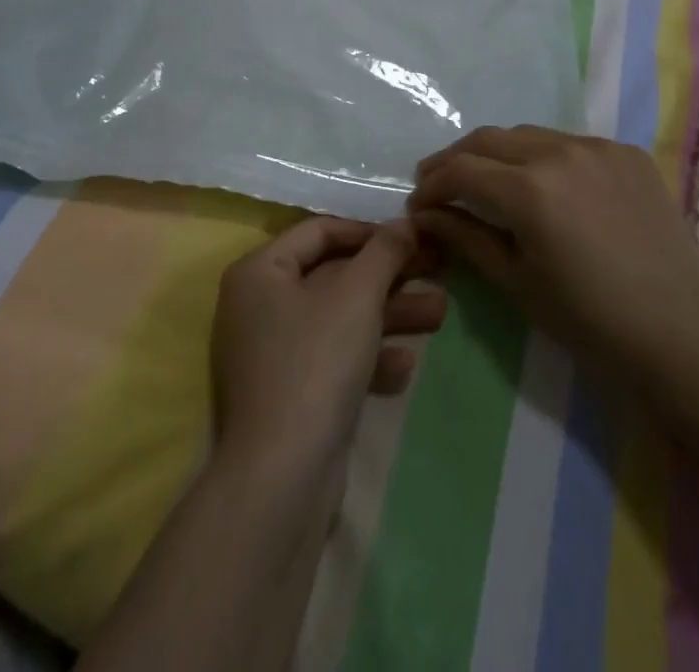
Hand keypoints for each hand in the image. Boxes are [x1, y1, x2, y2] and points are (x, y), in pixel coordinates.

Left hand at [211, 217, 446, 472]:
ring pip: (340, 319)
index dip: (369, 231)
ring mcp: (272, 353)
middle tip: (437, 270)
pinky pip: (333, 359)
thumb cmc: (316, 361)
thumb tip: (405, 222)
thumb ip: (384, 251)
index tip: (412, 237)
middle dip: (389, 276)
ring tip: (439, 313)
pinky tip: (405, 365)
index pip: (320, 231)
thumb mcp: (357, 294)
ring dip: (389, 315)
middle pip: (334, 276)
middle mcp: (259, 305)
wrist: (283, 475)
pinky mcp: (290, 394)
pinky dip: (368, 357)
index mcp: (260, 271)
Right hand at [408, 126, 698, 397]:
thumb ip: (466, 238)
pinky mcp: (627, 154)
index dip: (431, 185)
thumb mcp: (517, 281)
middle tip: (439, 184)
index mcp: (529, 188)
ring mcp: (598, 147)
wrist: (683, 333)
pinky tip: (545, 184)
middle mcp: (560, 152)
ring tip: (487, 180)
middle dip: (456, 159)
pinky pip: (570, 144)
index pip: (461, 170)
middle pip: (489, 140)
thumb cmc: (590, 320)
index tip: (418, 205)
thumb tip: (425, 215)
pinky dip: (544, 157)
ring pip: (529, 135)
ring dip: (498, 153)